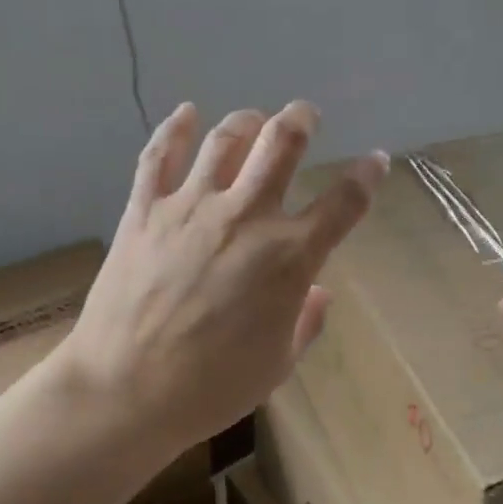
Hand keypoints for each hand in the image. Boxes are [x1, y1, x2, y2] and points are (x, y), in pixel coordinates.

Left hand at [63, 101, 387, 449]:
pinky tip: (186, 113)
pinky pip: (160, 156)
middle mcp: (246, 218)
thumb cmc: (212, 388)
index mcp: (289, 258)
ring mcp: (191, 208)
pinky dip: (175, 128)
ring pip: (226, 138)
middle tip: (306, 116)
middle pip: (282, 144)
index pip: (343, 203)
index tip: (376, 160)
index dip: (367, 176)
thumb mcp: (278, 364)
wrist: (126, 391)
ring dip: (248, 121)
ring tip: (255, 120)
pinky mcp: (145, 211)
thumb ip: (305, 321)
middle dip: (302, 120)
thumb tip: (318, 292)